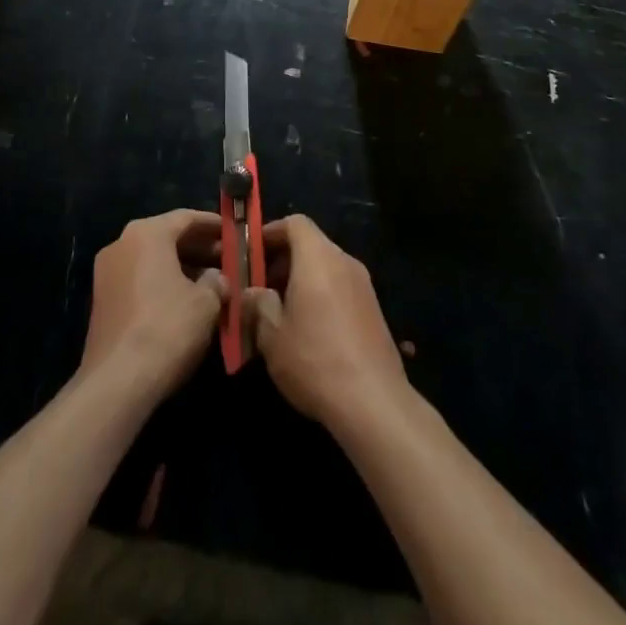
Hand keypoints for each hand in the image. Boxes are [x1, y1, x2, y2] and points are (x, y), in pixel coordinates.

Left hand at [79, 210, 226, 401]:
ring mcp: (107, 272)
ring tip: (210, 282)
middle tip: (225, 258)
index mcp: (146, 233)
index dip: (213, 224)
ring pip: (152, 259)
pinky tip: (183, 302)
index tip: (233, 232)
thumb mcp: (206, 303)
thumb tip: (218, 278)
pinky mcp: (101, 301)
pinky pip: (138, 279)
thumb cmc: (167, 328)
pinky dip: (161, 283)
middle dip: (197, 247)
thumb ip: (216, 281)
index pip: (186, 217)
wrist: (117, 382)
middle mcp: (122, 243)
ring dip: (180, 267)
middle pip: (167, 236)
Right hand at [245, 215, 410, 430]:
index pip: (295, 223)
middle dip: (283, 260)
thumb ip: (258, 305)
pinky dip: (321, 295)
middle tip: (260, 288)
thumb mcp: (272, 335)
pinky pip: (340, 288)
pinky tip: (308, 331)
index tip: (251, 254)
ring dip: (301, 280)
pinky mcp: (374, 310)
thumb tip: (252, 292)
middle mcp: (344, 261)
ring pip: (326, 268)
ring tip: (280, 313)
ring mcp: (364, 285)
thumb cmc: (314, 359)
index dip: (271, 232)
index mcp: (318, 257)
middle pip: (311, 244)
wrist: (373, 401)